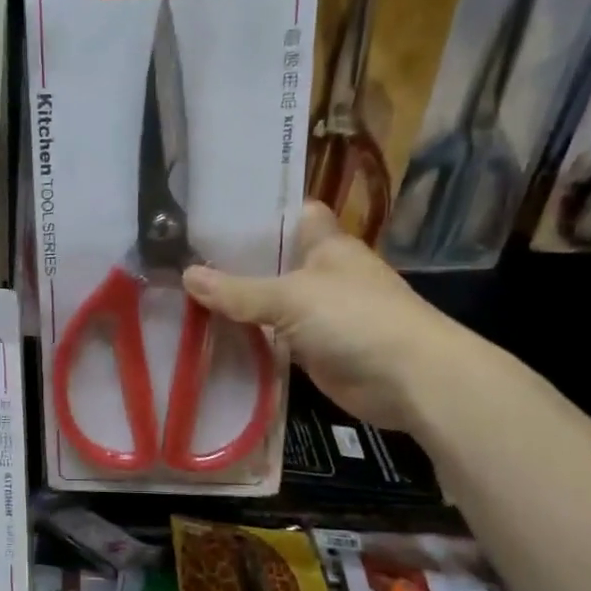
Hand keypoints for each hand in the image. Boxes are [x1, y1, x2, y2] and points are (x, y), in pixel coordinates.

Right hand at [181, 201, 493, 431]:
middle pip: (272, 260)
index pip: (291, 214)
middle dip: (233, 261)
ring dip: (236, 303)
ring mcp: (318, 314)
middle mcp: (322, 274)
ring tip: (182, 294)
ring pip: (269, 302)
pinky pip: (272, 338)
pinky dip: (247, 338)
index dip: (258, 211)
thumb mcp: (291, 297)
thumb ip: (238, 290)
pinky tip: (209, 335)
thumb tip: (186, 276)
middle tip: (180, 257)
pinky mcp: (312, 349)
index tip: (212, 212)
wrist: (409, 380)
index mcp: (327, 245)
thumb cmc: (356, 318)